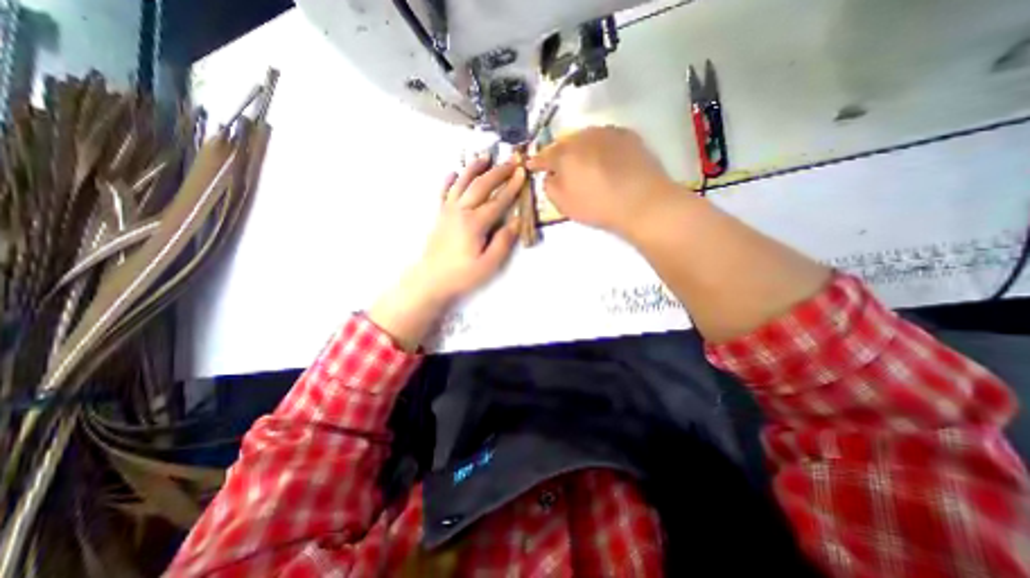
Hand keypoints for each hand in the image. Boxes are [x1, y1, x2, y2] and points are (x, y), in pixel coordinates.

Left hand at [413, 158, 524, 303]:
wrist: (431, 279)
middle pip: (481, 186)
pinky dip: (449, 181)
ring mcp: (447, 211)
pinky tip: (453, 173)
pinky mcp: (439, 215)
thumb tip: (515, 221)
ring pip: (462, 183)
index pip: (498, 200)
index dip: (511, 186)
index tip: (522, 173)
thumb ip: (503, 242)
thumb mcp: (488, 264)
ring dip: (474, 168)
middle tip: (510, 161)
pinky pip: (444, 193)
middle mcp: (461, 211)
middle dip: (497, 172)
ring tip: (485, 157)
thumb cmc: (462, 275)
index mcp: (475, 223)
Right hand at [525, 126, 680, 236]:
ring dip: (580, 148)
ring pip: (586, 137)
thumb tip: (549, 176)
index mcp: (565, 155)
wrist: (642, 201)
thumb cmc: (598, 206)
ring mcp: (607, 132)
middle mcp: (583, 137)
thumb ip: (550, 187)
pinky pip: (606, 138)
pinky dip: (600, 146)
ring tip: (584, 162)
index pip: (544, 155)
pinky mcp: (627, 135)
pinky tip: (605, 159)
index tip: (532, 165)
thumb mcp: (564, 204)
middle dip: (559, 153)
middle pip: (565, 143)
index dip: (536, 161)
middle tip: (561, 166)